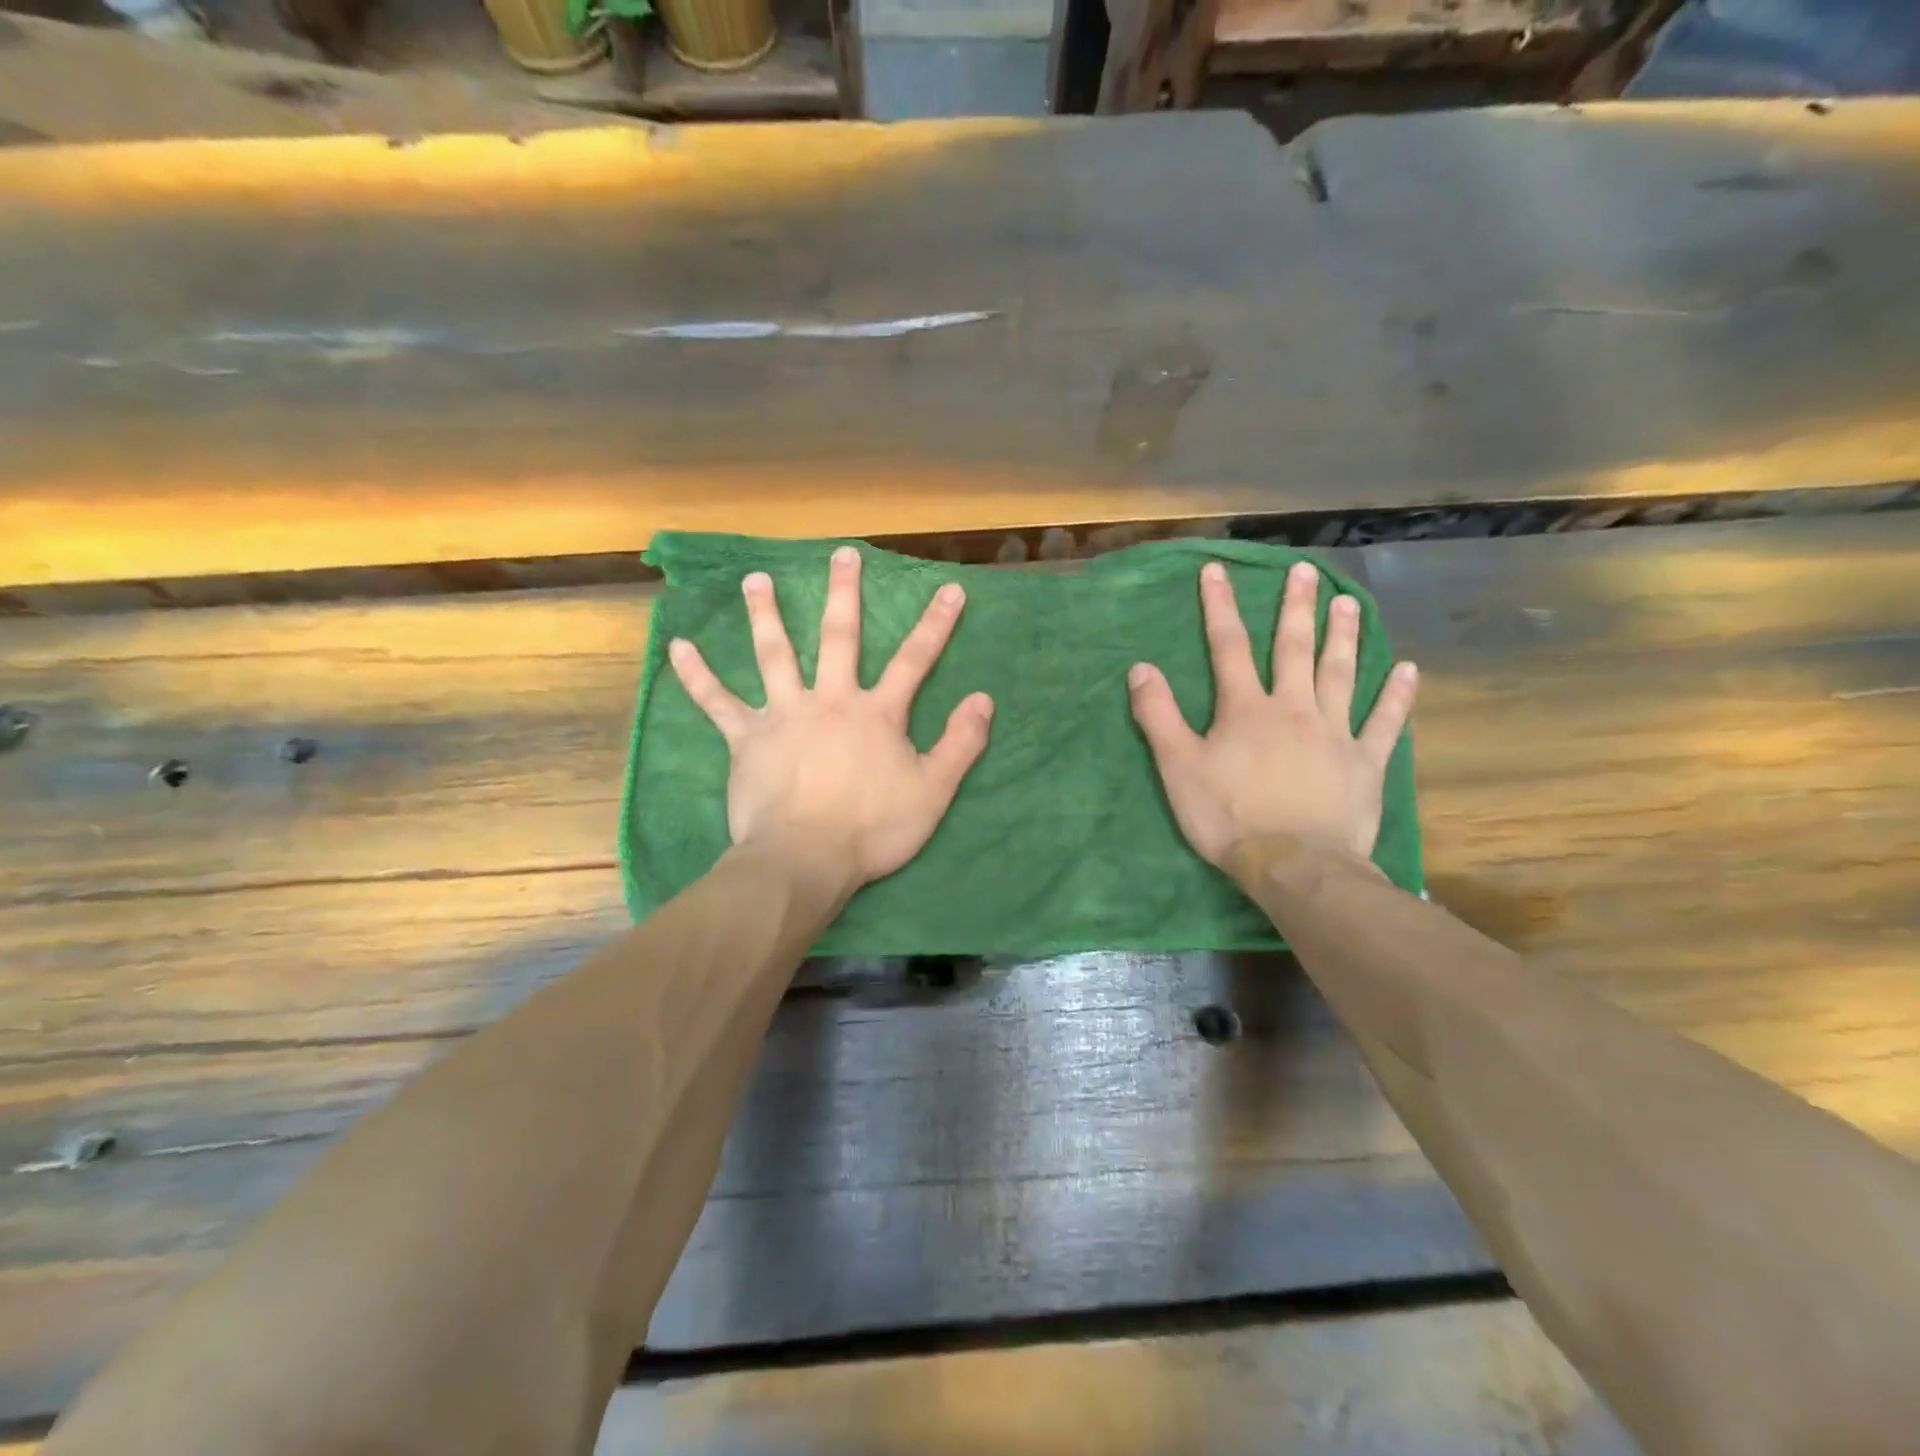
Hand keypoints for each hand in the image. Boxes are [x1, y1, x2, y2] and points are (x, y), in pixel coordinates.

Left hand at [668, 545, 993, 888]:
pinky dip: (697, 674)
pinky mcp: (746, 738)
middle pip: (839, 638)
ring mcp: (784, 715)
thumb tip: (983, 698)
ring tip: (755, 579)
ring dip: (765, 614)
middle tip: (842, 554)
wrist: (805, 858)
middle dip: (844, 594)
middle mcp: (830, 700)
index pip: (915, 660)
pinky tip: (678, 647)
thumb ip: (961, 744)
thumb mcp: (933, 792)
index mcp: (876, 713)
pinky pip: (717, 701)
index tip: (950, 589)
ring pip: (774, 654)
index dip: (936, 625)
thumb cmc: (872, 829)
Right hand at [1128, 560, 1416, 868]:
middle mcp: (1294, 708)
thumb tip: (1140, 668)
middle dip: (1295, 607)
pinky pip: (1384, 722)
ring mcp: (1335, 733)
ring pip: (1341, 673)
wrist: (1294, 865)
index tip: (1217, 570)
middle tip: (1305, 571)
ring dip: (1344, 636)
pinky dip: (1397, 696)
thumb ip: (1158, 716)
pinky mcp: (1365, 762)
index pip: (1228, 646)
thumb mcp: (1178, 768)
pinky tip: (1409, 670)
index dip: (1220, 606)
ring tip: (1348, 602)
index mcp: (1246, 709)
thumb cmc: (1228, 817)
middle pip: (1293, 649)